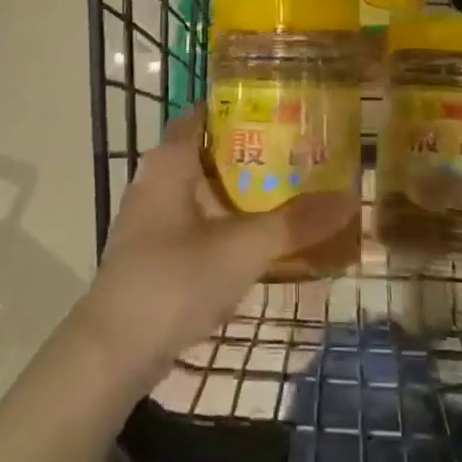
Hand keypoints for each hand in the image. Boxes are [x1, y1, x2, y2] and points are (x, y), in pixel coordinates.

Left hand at [81, 107, 358, 387]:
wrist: (111, 355)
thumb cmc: (173, 281)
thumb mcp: (242, 249)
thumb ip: (294, 223)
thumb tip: (351, 198)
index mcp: (169, 162)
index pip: (206, 113)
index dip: (242, 106)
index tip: (284, 107)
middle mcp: (156, 180)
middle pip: (209, 151)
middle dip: (252, 150)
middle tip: (300, 150)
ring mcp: (152, 219)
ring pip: (204, 189)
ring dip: (242, 189)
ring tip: (291, 189)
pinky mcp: (154, 253)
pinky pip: (198, 221)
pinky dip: (227, 221)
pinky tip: (259, 237)